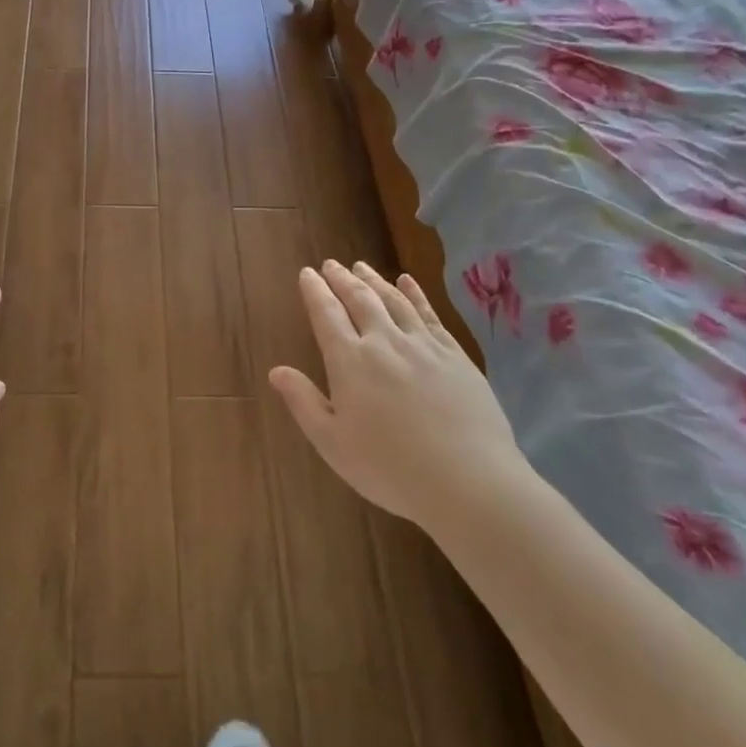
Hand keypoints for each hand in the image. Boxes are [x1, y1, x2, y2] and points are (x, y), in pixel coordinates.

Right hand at [269, 261, 527, 526]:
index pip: (326, 314)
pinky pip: (429, 314)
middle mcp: (384, 342)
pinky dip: (415, 293)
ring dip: (374, 280)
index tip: (307, 273)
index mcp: (350, 361)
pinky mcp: (454, 354)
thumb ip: (304, 403)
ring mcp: (422, 345)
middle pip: (359, 299)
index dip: (315, 291)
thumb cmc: (391, 469)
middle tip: (331, 265)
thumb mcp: (333, 444)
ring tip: (361, 267)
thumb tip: (276, 371)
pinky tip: (407, 282)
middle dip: (341, 279)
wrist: (469, 481)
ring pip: (393, 300)